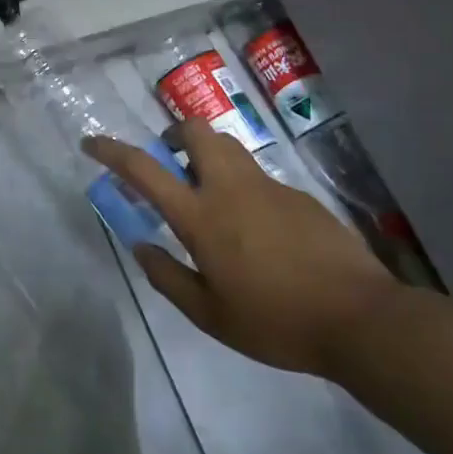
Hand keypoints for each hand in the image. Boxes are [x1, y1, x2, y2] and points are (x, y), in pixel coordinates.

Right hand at [85, 122, 396, 375]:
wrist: (360, 319)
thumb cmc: (276, 321)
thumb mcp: (210, 315)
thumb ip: (168, 277)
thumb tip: (141, 247)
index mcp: (200, 216)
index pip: (145, 169)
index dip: (112, 151)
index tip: (92, 143)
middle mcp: (230, 188)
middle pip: (195, 131)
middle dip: (173, 134)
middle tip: (169, 161)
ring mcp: (268, 186)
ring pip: (228, 146)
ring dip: (207, 154)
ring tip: (207, 193)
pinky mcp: (297, 195)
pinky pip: (257, 176)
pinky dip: (240, 185)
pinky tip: (255, 229)